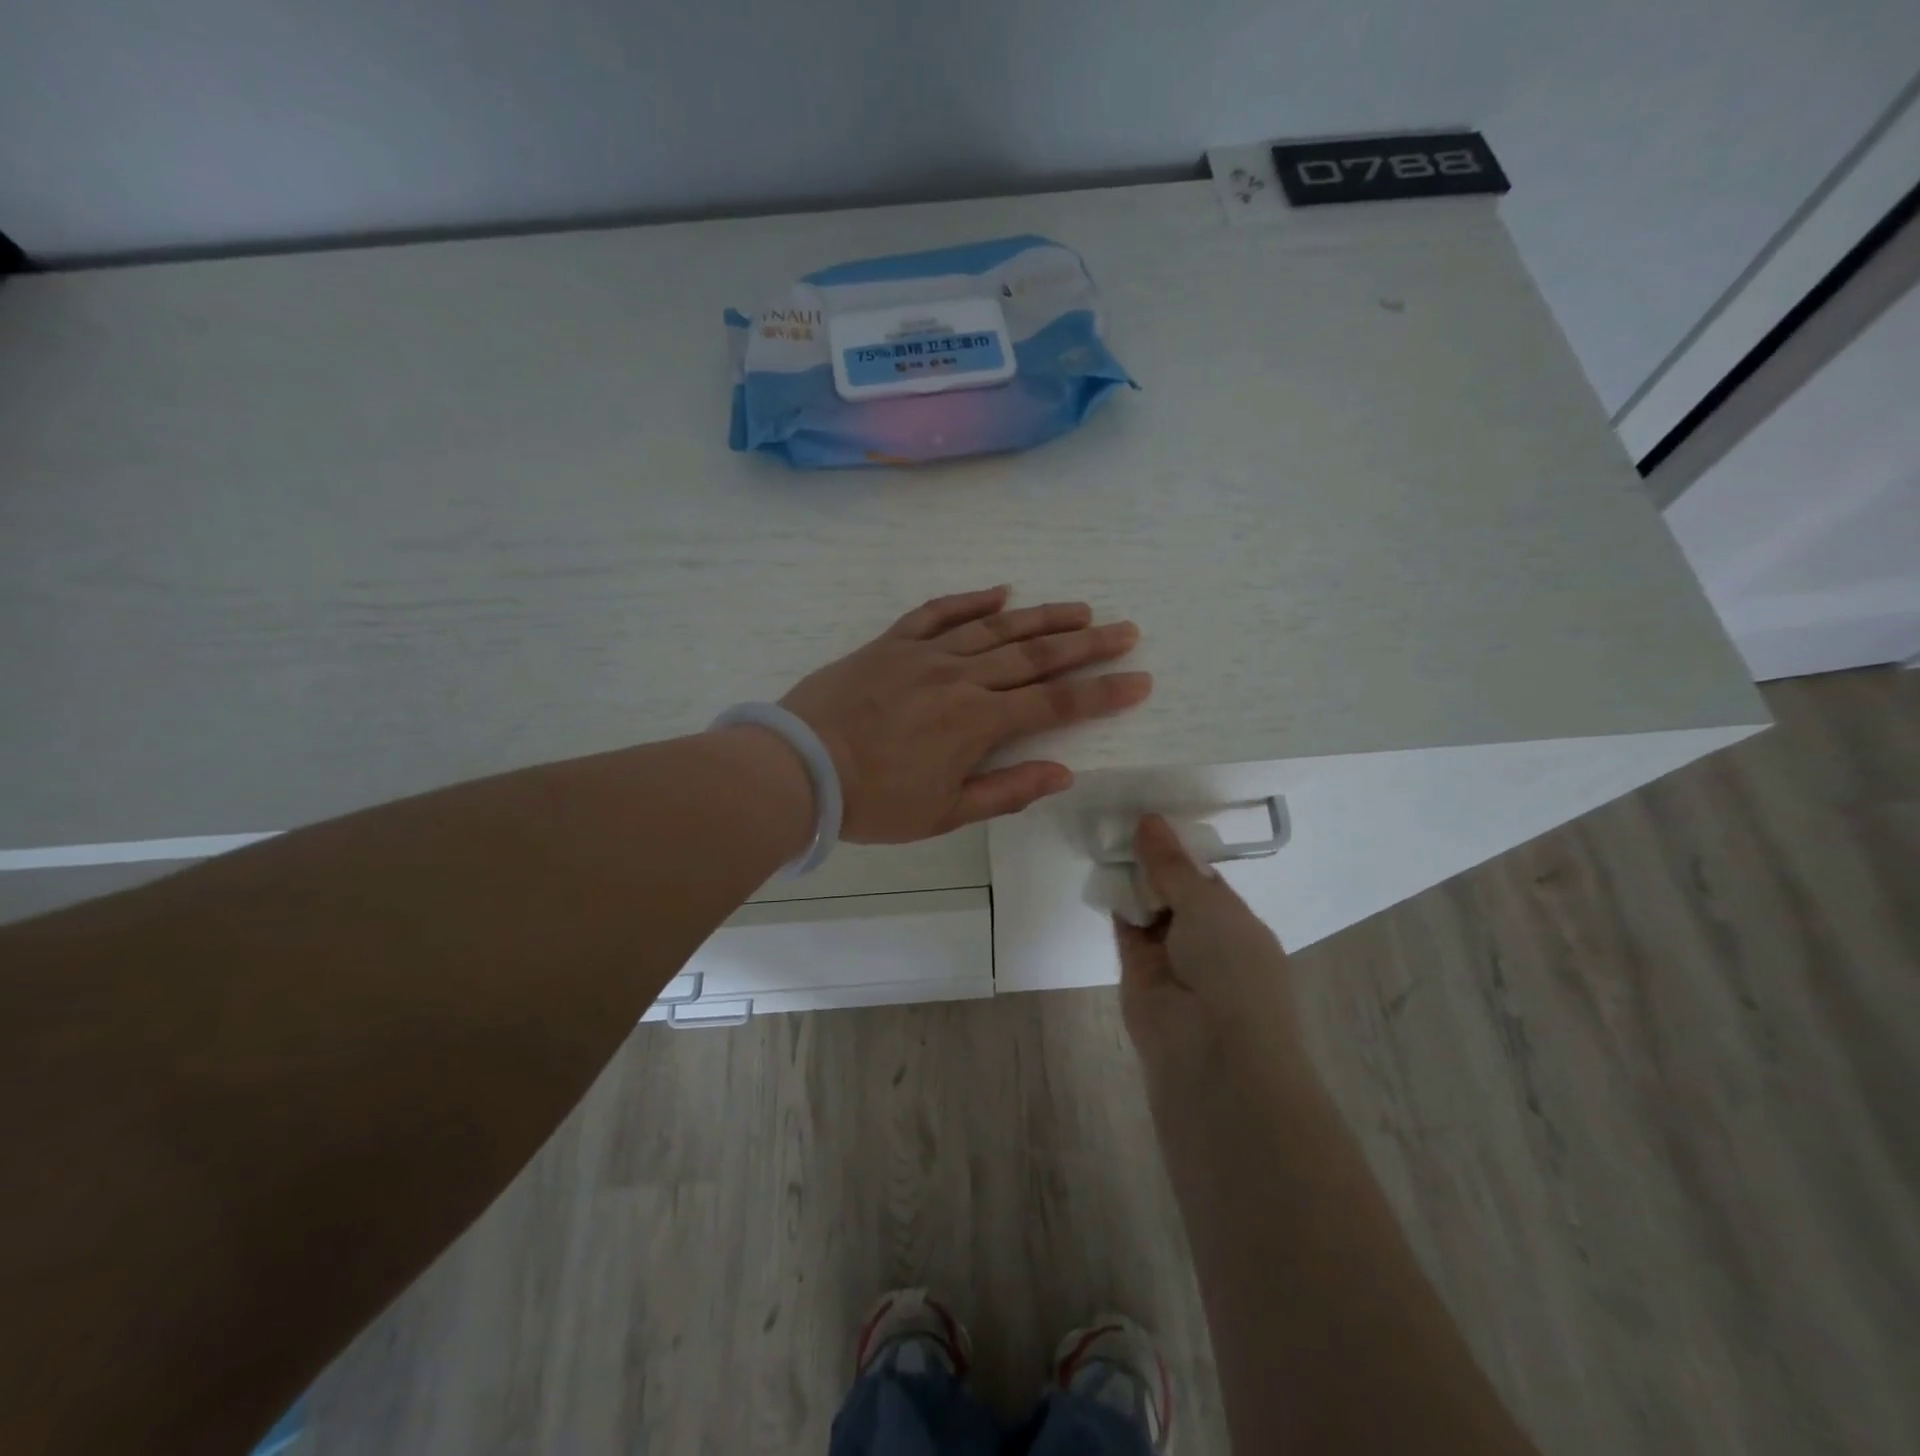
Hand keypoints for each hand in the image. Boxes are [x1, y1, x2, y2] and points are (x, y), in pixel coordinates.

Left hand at [779, 585, 1150, 842]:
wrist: (800, 767)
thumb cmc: (874, 801)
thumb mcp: (944, 813)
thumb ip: (1007, 790)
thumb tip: (1063, 772)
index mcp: (978, 723)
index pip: (1056, 704)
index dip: (1102, 693)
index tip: (1139, 679)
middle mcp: (962, 678)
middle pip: (1036, 656)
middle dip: (1087, 645)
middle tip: (1126, 630)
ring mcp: (926, 654)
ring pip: (996, 627)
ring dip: (1042, 617)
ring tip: (1080, 610)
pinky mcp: (892, 643)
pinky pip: (938, 611)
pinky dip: (971, 600)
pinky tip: (1000, 591)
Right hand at [1115, 814, 1299, 1069]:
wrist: (1210, 1052)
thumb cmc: (1230, 968)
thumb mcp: (1207, 904)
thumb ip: (1171, 865)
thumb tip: (1149, 820)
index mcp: (1238, 923)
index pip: (1205, 880)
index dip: (1179, 851)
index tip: (1151, 820)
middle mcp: (1207, 940)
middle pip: (1174, 892)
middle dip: (1153, 864)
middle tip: (1122, 821)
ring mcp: (1172, 959)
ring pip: (1148, 910)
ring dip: (1132, 882)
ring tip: (1107, 838)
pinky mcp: (1138, 974)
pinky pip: (1126, 930)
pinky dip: (1116, 905)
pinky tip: (1102, 874)